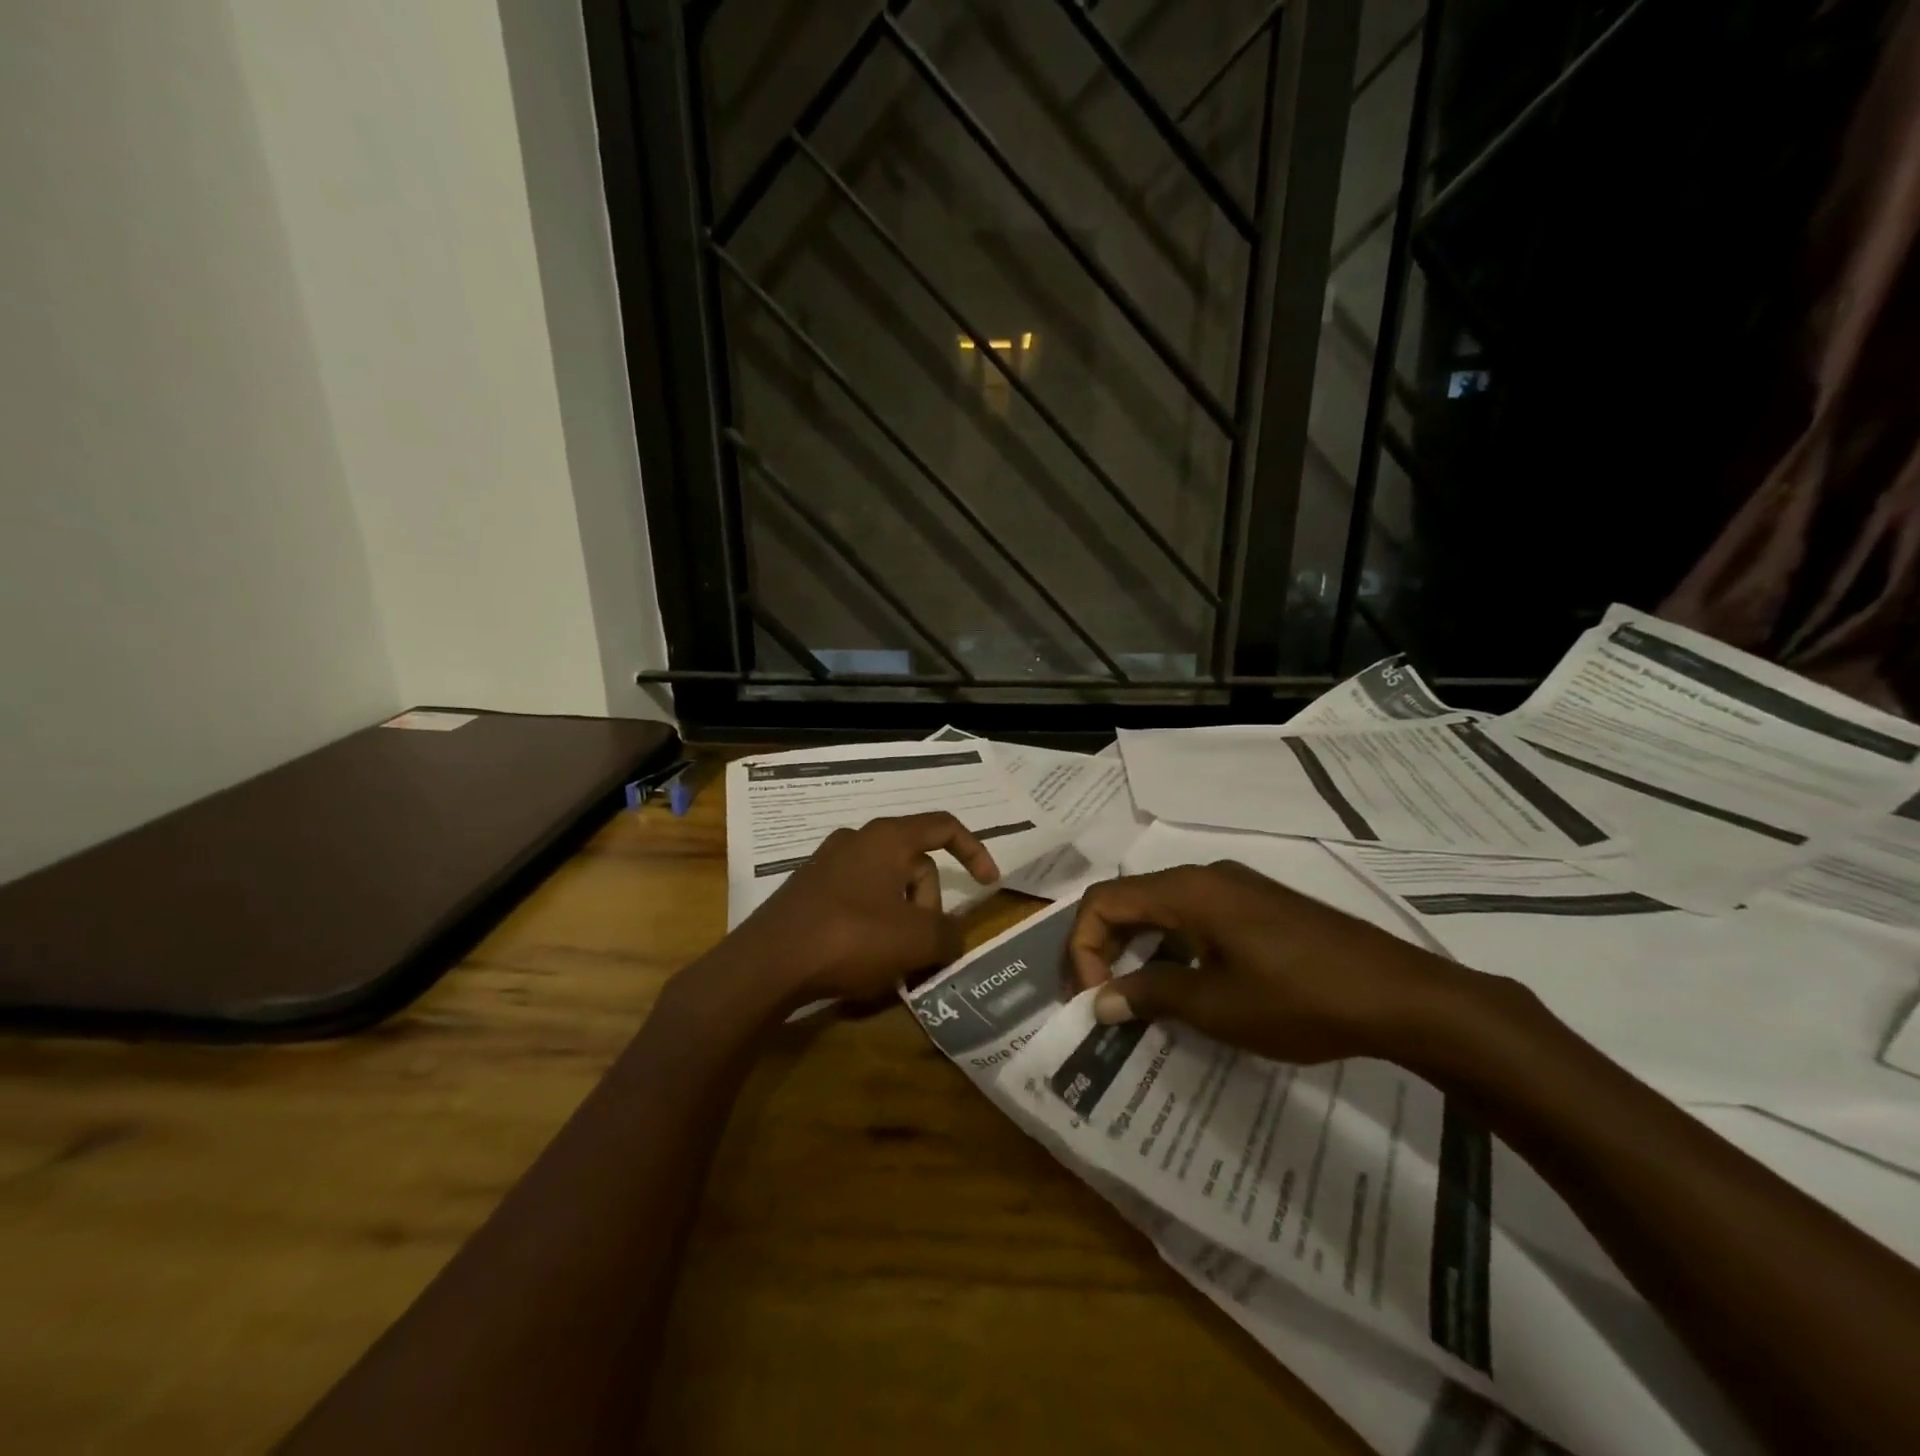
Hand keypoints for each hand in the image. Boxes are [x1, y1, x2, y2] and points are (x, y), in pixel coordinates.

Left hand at [728, 813, 999, 1006]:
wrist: (767, 963)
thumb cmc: (851, 938)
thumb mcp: (916, 941)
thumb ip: (949, 935)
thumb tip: (952, 936)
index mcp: (887, 838)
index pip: (944, 827)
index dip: (974, 851)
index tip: (988, 885)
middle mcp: (857, 840)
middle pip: (915, 865)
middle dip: (927, 906)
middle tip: (920, 949)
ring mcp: (827, 864)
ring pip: (886, 887)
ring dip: (900, 921)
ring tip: (891, 963)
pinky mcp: (807, 891)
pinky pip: (857, 901)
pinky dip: (871, 926)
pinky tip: (861, 962)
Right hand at [1069, 861, 1485, 1064]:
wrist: (1401, 996)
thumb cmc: (1299, 999)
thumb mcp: (1215, 1006)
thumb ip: (1150, 996)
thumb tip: (1101, 1002)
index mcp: (1187, 890)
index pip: (1105, 902)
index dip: (1083, 948)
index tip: (1096, 1000)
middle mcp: (1206, 876)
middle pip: (1130, 900)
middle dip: (1104, 948)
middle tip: (1104, 1000)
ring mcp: (1236, 888)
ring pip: (1162, 908)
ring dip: (1138, 949)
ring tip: (1140, 1000)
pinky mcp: (1259, 906)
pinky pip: (1195, 916)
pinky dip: (1173, 946)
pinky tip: (1187, 986)